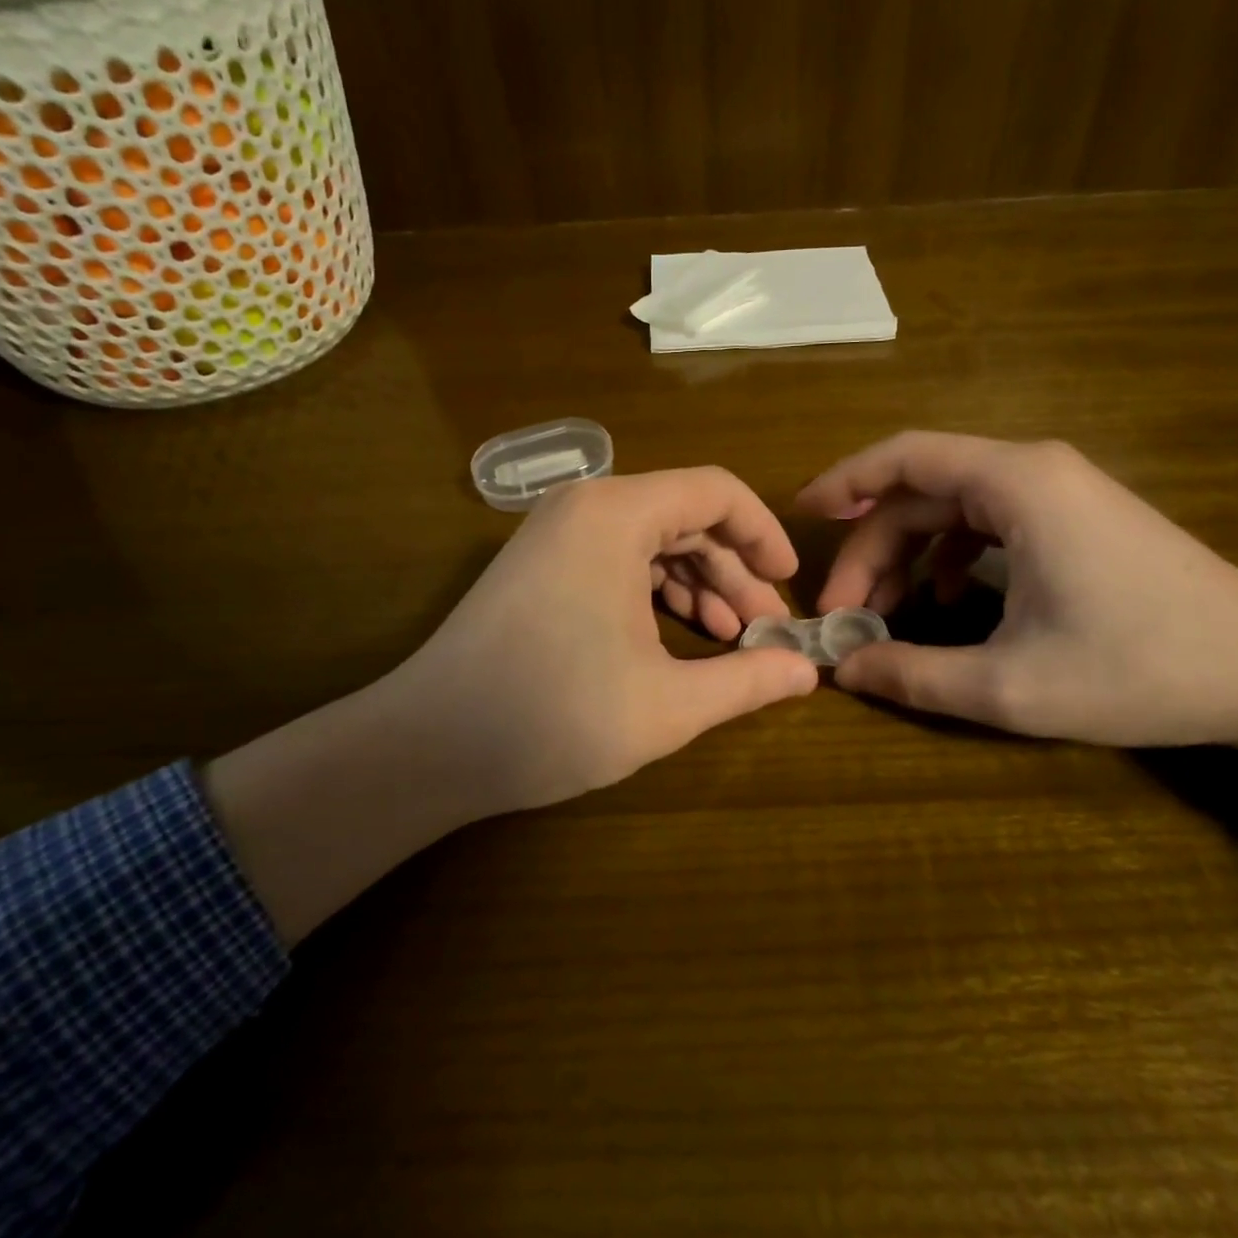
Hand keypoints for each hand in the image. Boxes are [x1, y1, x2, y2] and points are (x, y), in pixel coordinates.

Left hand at [209, 468, 817, 942]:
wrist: (428, 746)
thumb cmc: (554, 715)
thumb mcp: (668, 704)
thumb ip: (748, 681)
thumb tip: (809, 672)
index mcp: (616, 514)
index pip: (716, 492)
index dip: (764, 535)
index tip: (791, 585)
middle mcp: (584, 506)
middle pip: (685, 517)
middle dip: (734, 572)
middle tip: (766, 630)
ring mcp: (554, 534)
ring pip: (651, 541)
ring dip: (698, 585)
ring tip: (729, 641)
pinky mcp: (539, 565)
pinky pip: (617, 560)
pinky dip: (655, 593)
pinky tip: (677, 639)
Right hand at [798, 433, 1237, 780]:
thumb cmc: (1141, 669)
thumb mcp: (1010, 687)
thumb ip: (913, 675)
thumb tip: (843, 669)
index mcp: (1017, 486)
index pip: (905, 457)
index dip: (844, 481)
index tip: (802, 516)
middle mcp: (1033, 471)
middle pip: (921, 491)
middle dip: (871, 547)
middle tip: (843, 611)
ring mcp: (1058, 492)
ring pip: (951, 508)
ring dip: (906, 555)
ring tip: (882, 613)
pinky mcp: (1073, 518)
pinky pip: (986, 523)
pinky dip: (949, 557)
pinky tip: (947, 605)